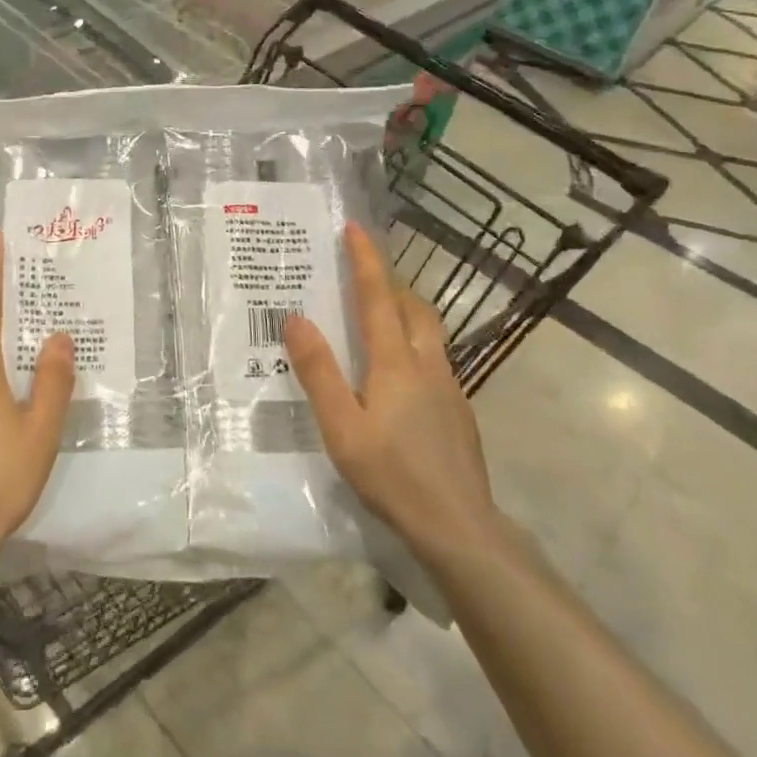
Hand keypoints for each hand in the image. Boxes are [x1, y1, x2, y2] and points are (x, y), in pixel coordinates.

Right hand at [284, 224, 498, 566]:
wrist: (460, 528)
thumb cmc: (393, 474)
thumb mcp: (342, 425)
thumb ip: (318, 371)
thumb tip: (296, 318)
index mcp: (396, 361)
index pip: (378, 297)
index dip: (366, 260)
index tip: (355, 228)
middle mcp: (428, 365)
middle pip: (413, 307)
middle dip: (390, 282)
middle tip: (363, 274)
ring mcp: (449, 388)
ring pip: (429, 332)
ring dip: (405, 310)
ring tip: (378, 315)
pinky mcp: (458, 412)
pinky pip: (433, 358)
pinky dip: (413, 343)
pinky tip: (397, 375)